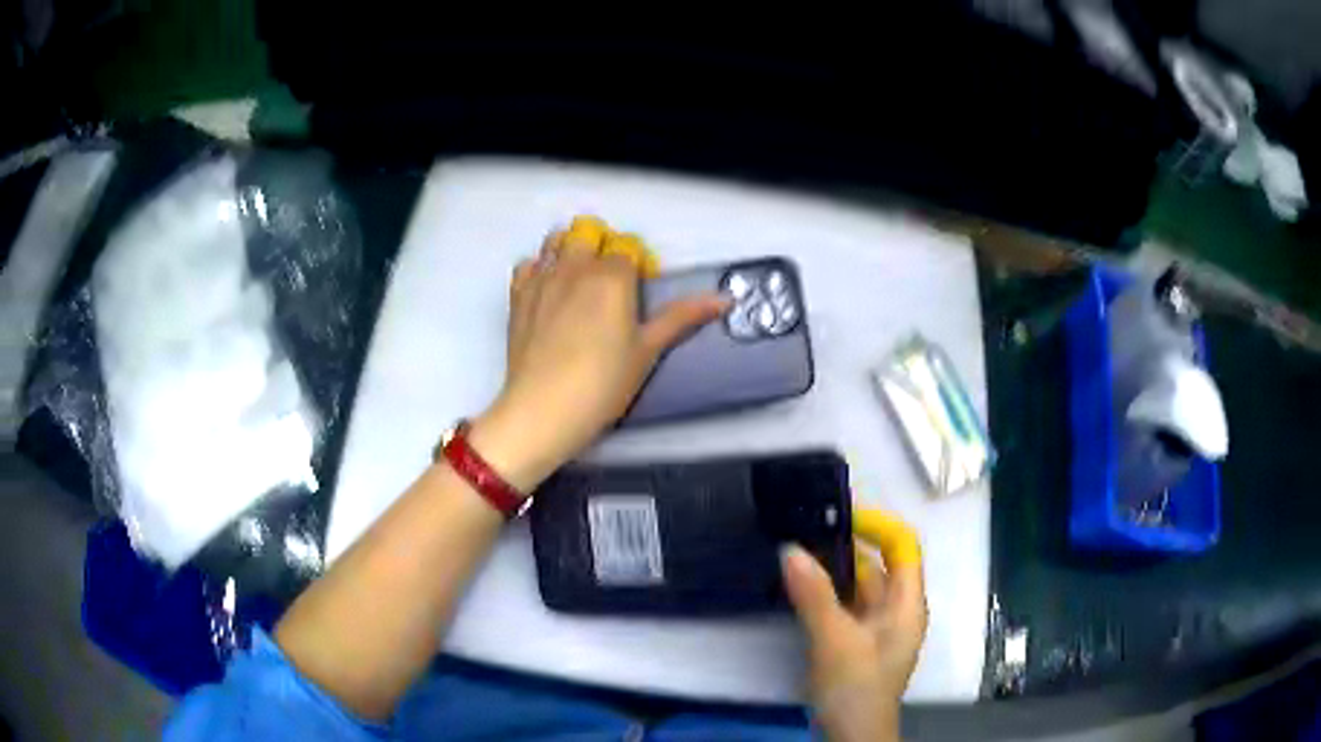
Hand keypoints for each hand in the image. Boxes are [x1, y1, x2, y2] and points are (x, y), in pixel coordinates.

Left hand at [471, 223, 726, 491]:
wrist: (543, 409)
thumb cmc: (602, 383)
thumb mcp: (648, 351)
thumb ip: (683, 317)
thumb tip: (724, 299)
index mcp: (611, 275)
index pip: (629, 247)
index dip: (640, 265)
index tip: (641, 293)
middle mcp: (574, 266)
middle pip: (589, 231)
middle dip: (603, 247)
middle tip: (611, 283)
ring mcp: (542, 278)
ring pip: (557, 239)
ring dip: (571, 249)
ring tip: (580, 282)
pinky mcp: (518, 295)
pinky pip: (528, 262)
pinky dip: (540, 267)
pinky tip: (549, 291)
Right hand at [782, 510, 926, 741]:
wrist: (852, 736)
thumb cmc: (856, 687)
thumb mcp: (835, 640)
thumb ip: (814, 595)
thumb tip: (790, 549)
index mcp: (906, 604)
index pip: (903, 546)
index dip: (877, 525)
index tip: (838, 515)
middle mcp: (897, 610)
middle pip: (878, 566)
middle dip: (846, 547)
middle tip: (804, 530)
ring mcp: (877, 629)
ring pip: (858, 587)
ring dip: (832, 571)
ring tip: (795, 554)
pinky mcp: (858, 644)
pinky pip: (845, 607)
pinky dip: (825, 595)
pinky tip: (798, 590)